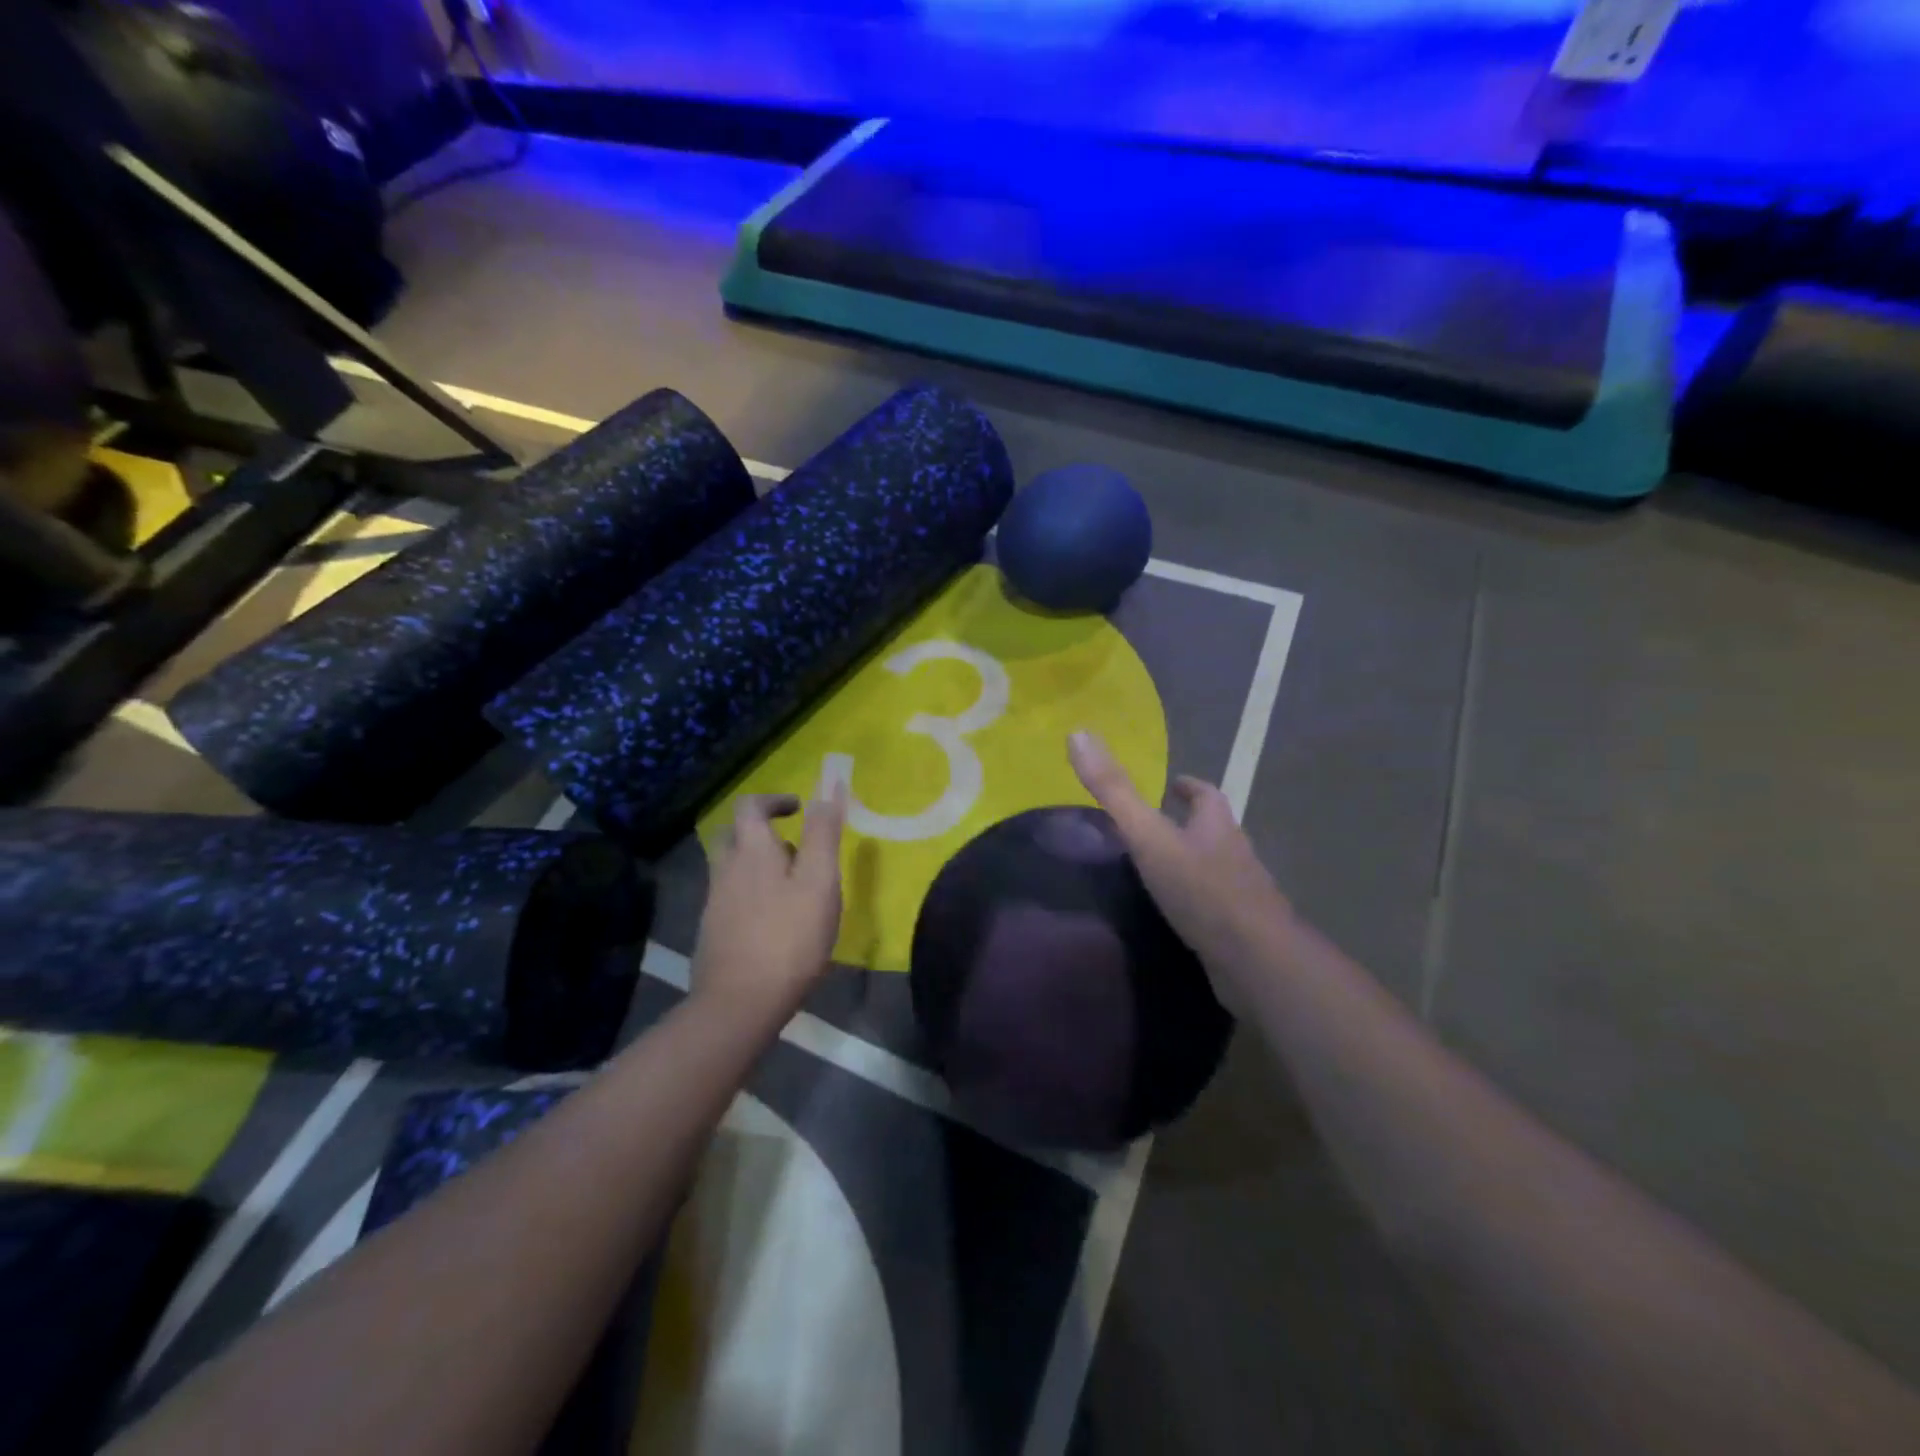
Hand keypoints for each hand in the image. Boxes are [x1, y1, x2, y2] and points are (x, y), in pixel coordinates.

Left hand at [693, 788, 845, 1022]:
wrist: (740, 1003)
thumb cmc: (789, 937)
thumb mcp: (819, 881)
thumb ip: (823, 836)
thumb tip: (826, 794)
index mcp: (751, 850)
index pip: (749, 806)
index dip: (773, 800)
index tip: (798, 808)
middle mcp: (726, 869)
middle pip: (734, 835)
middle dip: (761, 832)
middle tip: (793, 847)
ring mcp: (715, 903)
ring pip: (732, 868)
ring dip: (758, 865)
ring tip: (792, 887)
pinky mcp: (713, 932)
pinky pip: (731, 898)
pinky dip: (751, 894)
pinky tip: (775, 920)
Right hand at [1069, 731, 1292, 1010]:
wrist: (1254, 961)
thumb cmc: (1201, 889)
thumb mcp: (1149, 836)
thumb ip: (1114, 791)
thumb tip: (1078, 733)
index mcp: (1217, 826)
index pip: (1207, 795)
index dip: (1189, 787)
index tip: (1173, 784)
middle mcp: (1235, 854)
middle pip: (1215, 831)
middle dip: (1191, 825)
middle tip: (1157, 829)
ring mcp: (1243, 896)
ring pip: (1216, 870)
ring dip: (1192, 865)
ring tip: (1157, 873)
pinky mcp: (1242, 933)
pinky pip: (1215, 909)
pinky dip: (1195, 905)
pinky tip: (1174, 918)